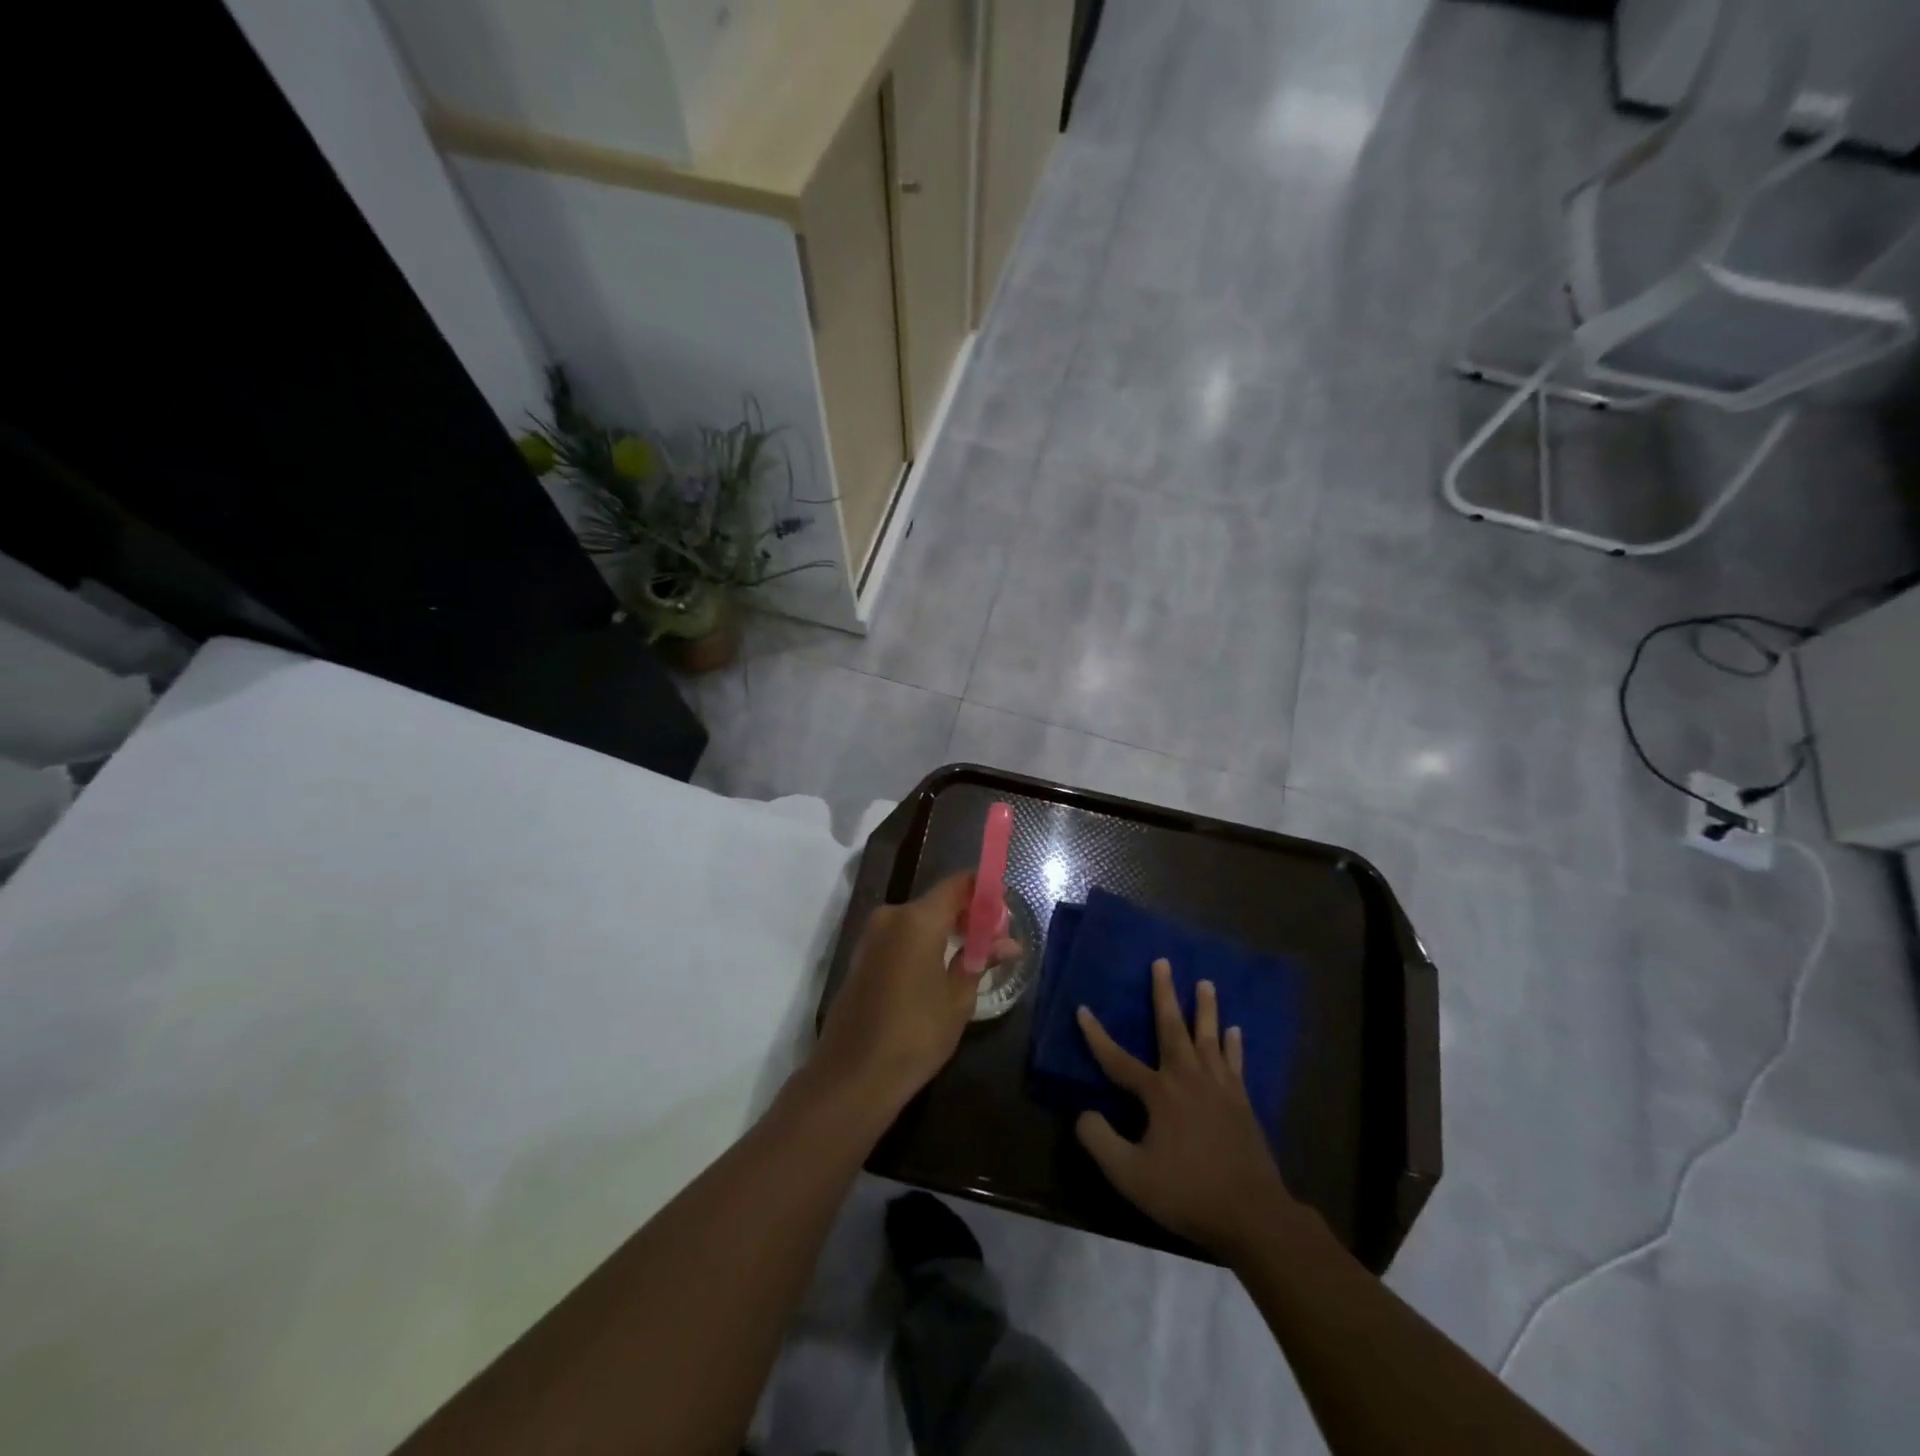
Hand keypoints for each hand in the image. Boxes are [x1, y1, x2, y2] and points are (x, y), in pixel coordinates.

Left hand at [809, 872, 1019, 1114]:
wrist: (852, 1076)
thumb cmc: (915, 1034)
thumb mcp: (958, 999)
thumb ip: (980, 960)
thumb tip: (1008, 943)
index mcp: (917, 918)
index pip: (958, 884)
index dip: (984, 893)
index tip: (1005, 914)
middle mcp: (891, 916)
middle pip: (938, 901)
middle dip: (967, 916)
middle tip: (994, 943)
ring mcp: (871, 937)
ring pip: (918, 920)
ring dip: (945, 932)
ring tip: (971, 961)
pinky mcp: (861, 958)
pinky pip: (900, 938)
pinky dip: (923, 945)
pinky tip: (939, 973)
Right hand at [1075, 959, 1302, 1260]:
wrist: (1252, 1215)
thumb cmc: (1187, 1193)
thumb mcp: (1130, 1175)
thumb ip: (1100, 1141)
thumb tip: (1083, 1113)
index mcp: (1159, 1093)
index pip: (1118, 1059)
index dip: (1097, 1036)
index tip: (1082, 1009)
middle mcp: (1188, 1078)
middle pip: (1173, 1027)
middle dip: (1164, 994)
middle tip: (1163, 962)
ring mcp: (1219, 1087)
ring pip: (1209, 1037)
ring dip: (1205, 1008)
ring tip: (1206, 982)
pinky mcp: (1241, 1102)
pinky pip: (1235, 1063)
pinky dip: (1234, 1045)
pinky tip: (1235, 1030)